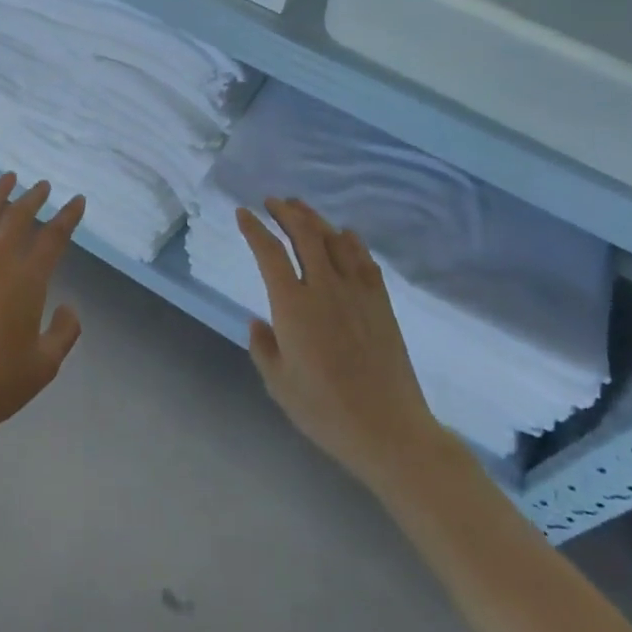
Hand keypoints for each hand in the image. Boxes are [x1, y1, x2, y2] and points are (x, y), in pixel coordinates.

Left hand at [0, 173, 84, 449]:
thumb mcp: (44, 366)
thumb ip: (63, 333)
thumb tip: (69, 307)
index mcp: (26, 282)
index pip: (52, 239)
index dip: (67, 217)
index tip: (76, 201)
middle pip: (16, 219)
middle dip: (33, 198)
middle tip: (42, 187)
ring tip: (7, 179)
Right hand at [238, 198, 441, 488]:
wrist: (388, 429)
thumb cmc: (325, 411)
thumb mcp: (278, 384)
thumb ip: (263, 347)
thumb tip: (259, 321)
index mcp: (292, 305)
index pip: (268, 252)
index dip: (253, 228)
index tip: (243, 213)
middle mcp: (324, 287)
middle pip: (304, 233)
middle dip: (285, 212)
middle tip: (272, 202)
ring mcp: (356, 291)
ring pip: (334, 239)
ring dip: (315, 218)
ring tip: (301, 208)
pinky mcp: (381, 302)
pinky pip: (364, 259)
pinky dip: (351, 240)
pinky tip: (345, 235)